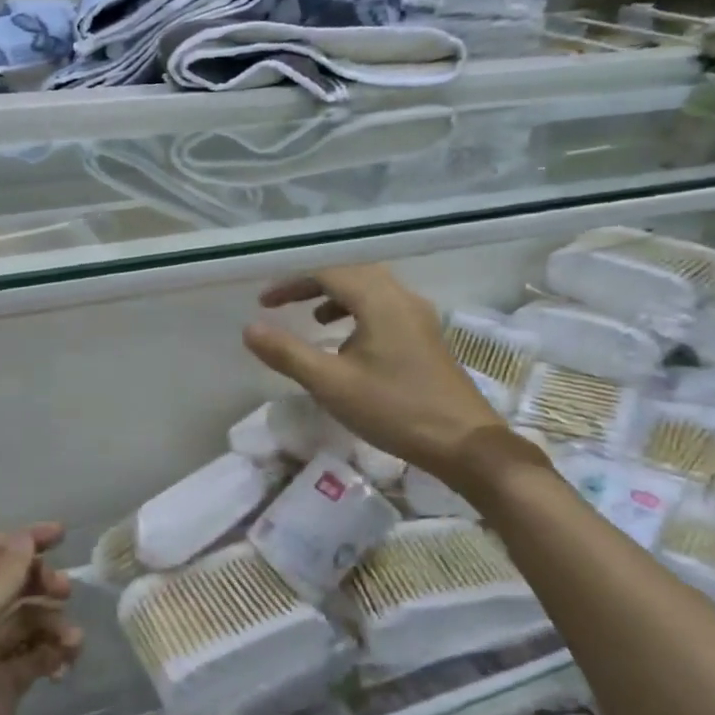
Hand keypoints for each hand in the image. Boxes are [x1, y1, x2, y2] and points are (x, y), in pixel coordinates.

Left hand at [0, 525, 82, 714]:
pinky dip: (49, 656)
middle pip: (4, 588)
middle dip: (37, 584)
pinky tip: (66, 663)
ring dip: (49, 624)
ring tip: (72, 643)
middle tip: (65, 592)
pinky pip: (29, 662)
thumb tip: (23, 538)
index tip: (61, 536)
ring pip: (21, 625)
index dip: (18, 541)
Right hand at [244, 264, 543, 482]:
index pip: (328, 272)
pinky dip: (360, 314)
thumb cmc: (394, 409)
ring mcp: (420, 317)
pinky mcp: (428, 338)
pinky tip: (351, 346)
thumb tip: (250, 328)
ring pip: (372, 291)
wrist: (464, 442)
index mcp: (379, 300)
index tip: (264, 302)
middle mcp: (402, 298)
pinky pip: (387, 309)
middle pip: (352, 273)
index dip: (292, 282)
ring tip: (315, 320)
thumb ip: (288, 353)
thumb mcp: (331, 384)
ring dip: (339, 298)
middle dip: (314, 284)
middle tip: (285, 303)